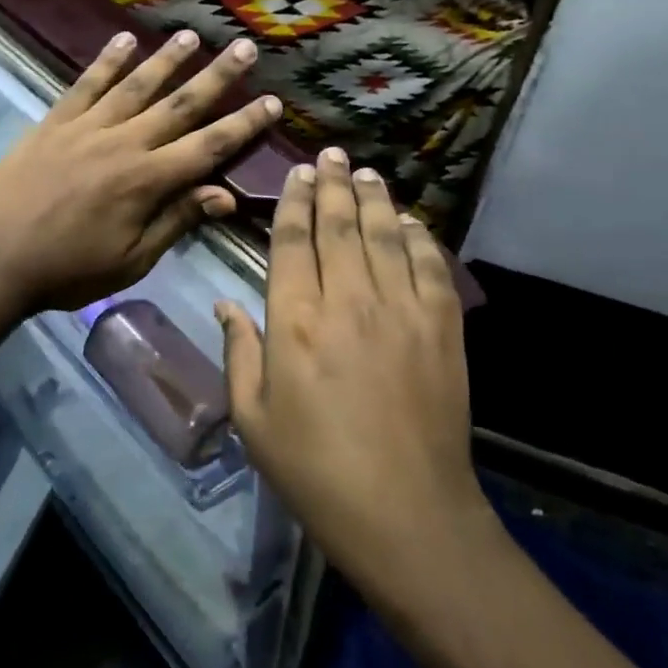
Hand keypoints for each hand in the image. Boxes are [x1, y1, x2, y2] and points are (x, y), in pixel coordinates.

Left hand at [0, 29, 281, 314]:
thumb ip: (177, 221)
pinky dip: (107, 60)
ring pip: (137, 85)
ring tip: (192, 36)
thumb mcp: (131, 260)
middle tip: (245, 49)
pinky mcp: (55, 122)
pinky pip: (87, 84)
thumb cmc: (68, 270)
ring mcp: (87, 127)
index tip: (272, 102)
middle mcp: (124, 143)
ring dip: (167, 59)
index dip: (244, 124)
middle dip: (217, 77)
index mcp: (148, 181)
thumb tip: (225, 195)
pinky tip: (125, 40)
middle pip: (180, 104)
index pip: (209, 146)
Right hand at [217, 150, 487, 594]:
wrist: (406, 513)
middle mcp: (348, 300)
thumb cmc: (314, 470)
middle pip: (339, 225)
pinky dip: (418, 236)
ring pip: (384, 234)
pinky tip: (409, 221)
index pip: (292, 242)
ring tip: (365, 172)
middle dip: (332, 184)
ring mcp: (401, 309)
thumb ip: (238, 352)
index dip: (293, 202)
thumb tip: (225, 303)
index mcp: (295, 321)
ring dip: (373, 198)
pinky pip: (430, 264)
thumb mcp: (253, 419)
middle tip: (330, 154)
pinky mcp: (442, 326)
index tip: (296, 174)